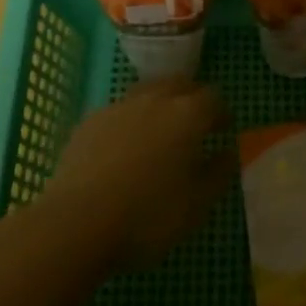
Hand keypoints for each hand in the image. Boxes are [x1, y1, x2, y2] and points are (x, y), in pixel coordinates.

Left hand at [38, 78, 234, 272]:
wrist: (77, 222)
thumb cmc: (147, 216)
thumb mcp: (197, 206)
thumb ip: (219, 174)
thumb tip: (228, 152)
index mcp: (187, 114)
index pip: (213, 98)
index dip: (221, 112)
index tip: (223, 129)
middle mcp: (155, 99)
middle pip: (180, 84)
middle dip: (192, 98)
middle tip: (195, 123)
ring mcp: (119, 106)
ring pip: (148, 91)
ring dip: (160, 104)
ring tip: (160, 131)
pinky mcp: (91, 120)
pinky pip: (120, 110)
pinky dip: (130, 120)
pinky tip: (124, 146)